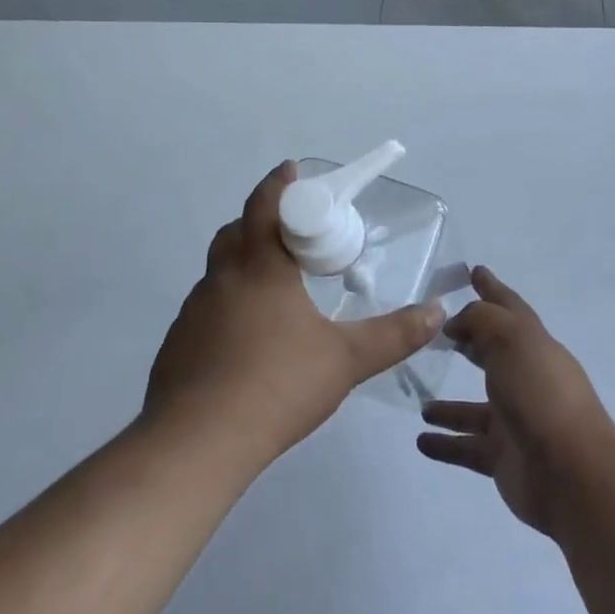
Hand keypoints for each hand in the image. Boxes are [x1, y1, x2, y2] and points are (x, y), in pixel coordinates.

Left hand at [144, 162, 443, 467]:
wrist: (197, 442)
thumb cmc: (277, 385)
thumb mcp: (346, 360)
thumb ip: (394, 335)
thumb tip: (437, 311)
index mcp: (260, 269)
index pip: (265, 206)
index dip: (278, 184)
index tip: (291, 171)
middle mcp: (222, 279)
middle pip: (236, 232)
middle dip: (260, 223)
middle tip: (291, 235)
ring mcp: (194, 311)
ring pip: (219, 272)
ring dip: (243, 266)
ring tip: (275, 292)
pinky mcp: (178, 343)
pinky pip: (206, 308)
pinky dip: (227, 306)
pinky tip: (246, 340)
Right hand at [417, 268, 614, 535]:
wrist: (571, 473)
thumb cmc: (541, 395)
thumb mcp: (512, 340)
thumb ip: (481, 321)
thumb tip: (458, 323)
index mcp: (533, 346)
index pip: (509, 308)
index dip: (491, 288)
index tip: (473, 271)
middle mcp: (525, 379)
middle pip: (492, 354)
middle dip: (469, 342)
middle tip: (436, 334)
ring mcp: (514, 421)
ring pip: (474, 408)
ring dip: (449, 405)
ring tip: (420, 402)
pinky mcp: (503, 458)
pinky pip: (466, 447)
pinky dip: (445, 443)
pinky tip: (421, 440)